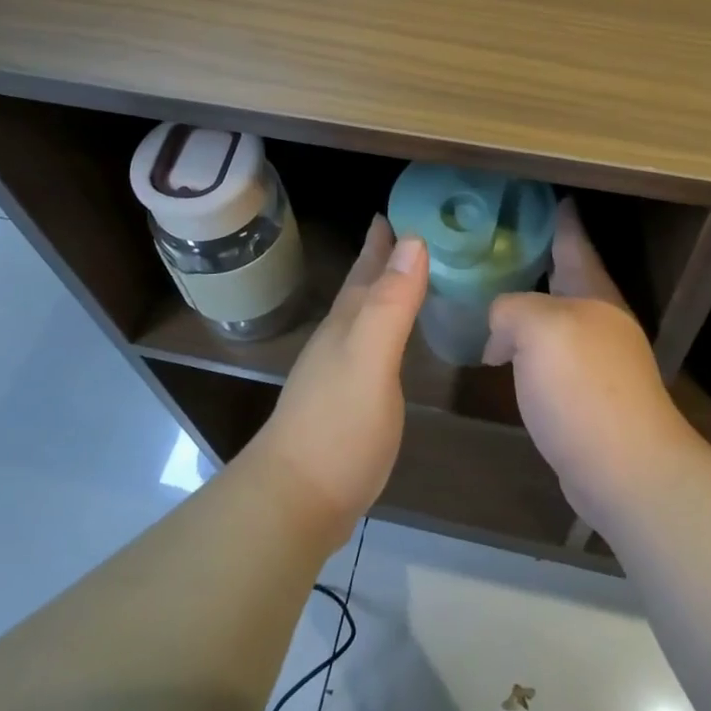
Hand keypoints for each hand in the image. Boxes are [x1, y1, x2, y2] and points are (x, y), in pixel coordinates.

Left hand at [246, 217, 427, 541]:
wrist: (297, 499)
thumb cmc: (338, 426)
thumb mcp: (370, 358)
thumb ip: (392, 304)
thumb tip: (413, 240)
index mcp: (348, 323)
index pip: (367, 269)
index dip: (383, 241)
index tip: (399, 210)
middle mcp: (340, 339)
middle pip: (361, 288)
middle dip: (380, 259)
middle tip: (403, 232)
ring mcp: (339, 371)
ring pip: (365, 315)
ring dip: (382, 291)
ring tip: (402, 276)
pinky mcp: (347, 401)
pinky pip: (371, 346)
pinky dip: (385, 330)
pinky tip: (390, 341)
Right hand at [484, 199, 696, 533]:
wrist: (624, 470)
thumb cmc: (583, 386)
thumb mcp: (537, 328)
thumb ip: (510, 309)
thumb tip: (500, 330)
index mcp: (593, 293)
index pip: (574, 241)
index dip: (560, 217)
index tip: (550, 196)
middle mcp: (599, 319)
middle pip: (566, 277)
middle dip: (539, 258)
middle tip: (502, 241)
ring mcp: (597, 359)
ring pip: (555, 317)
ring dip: (528, 305)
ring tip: (492, 294)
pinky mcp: (586, 395)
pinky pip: (549, 354)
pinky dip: (526, 346)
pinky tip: (503, 353)